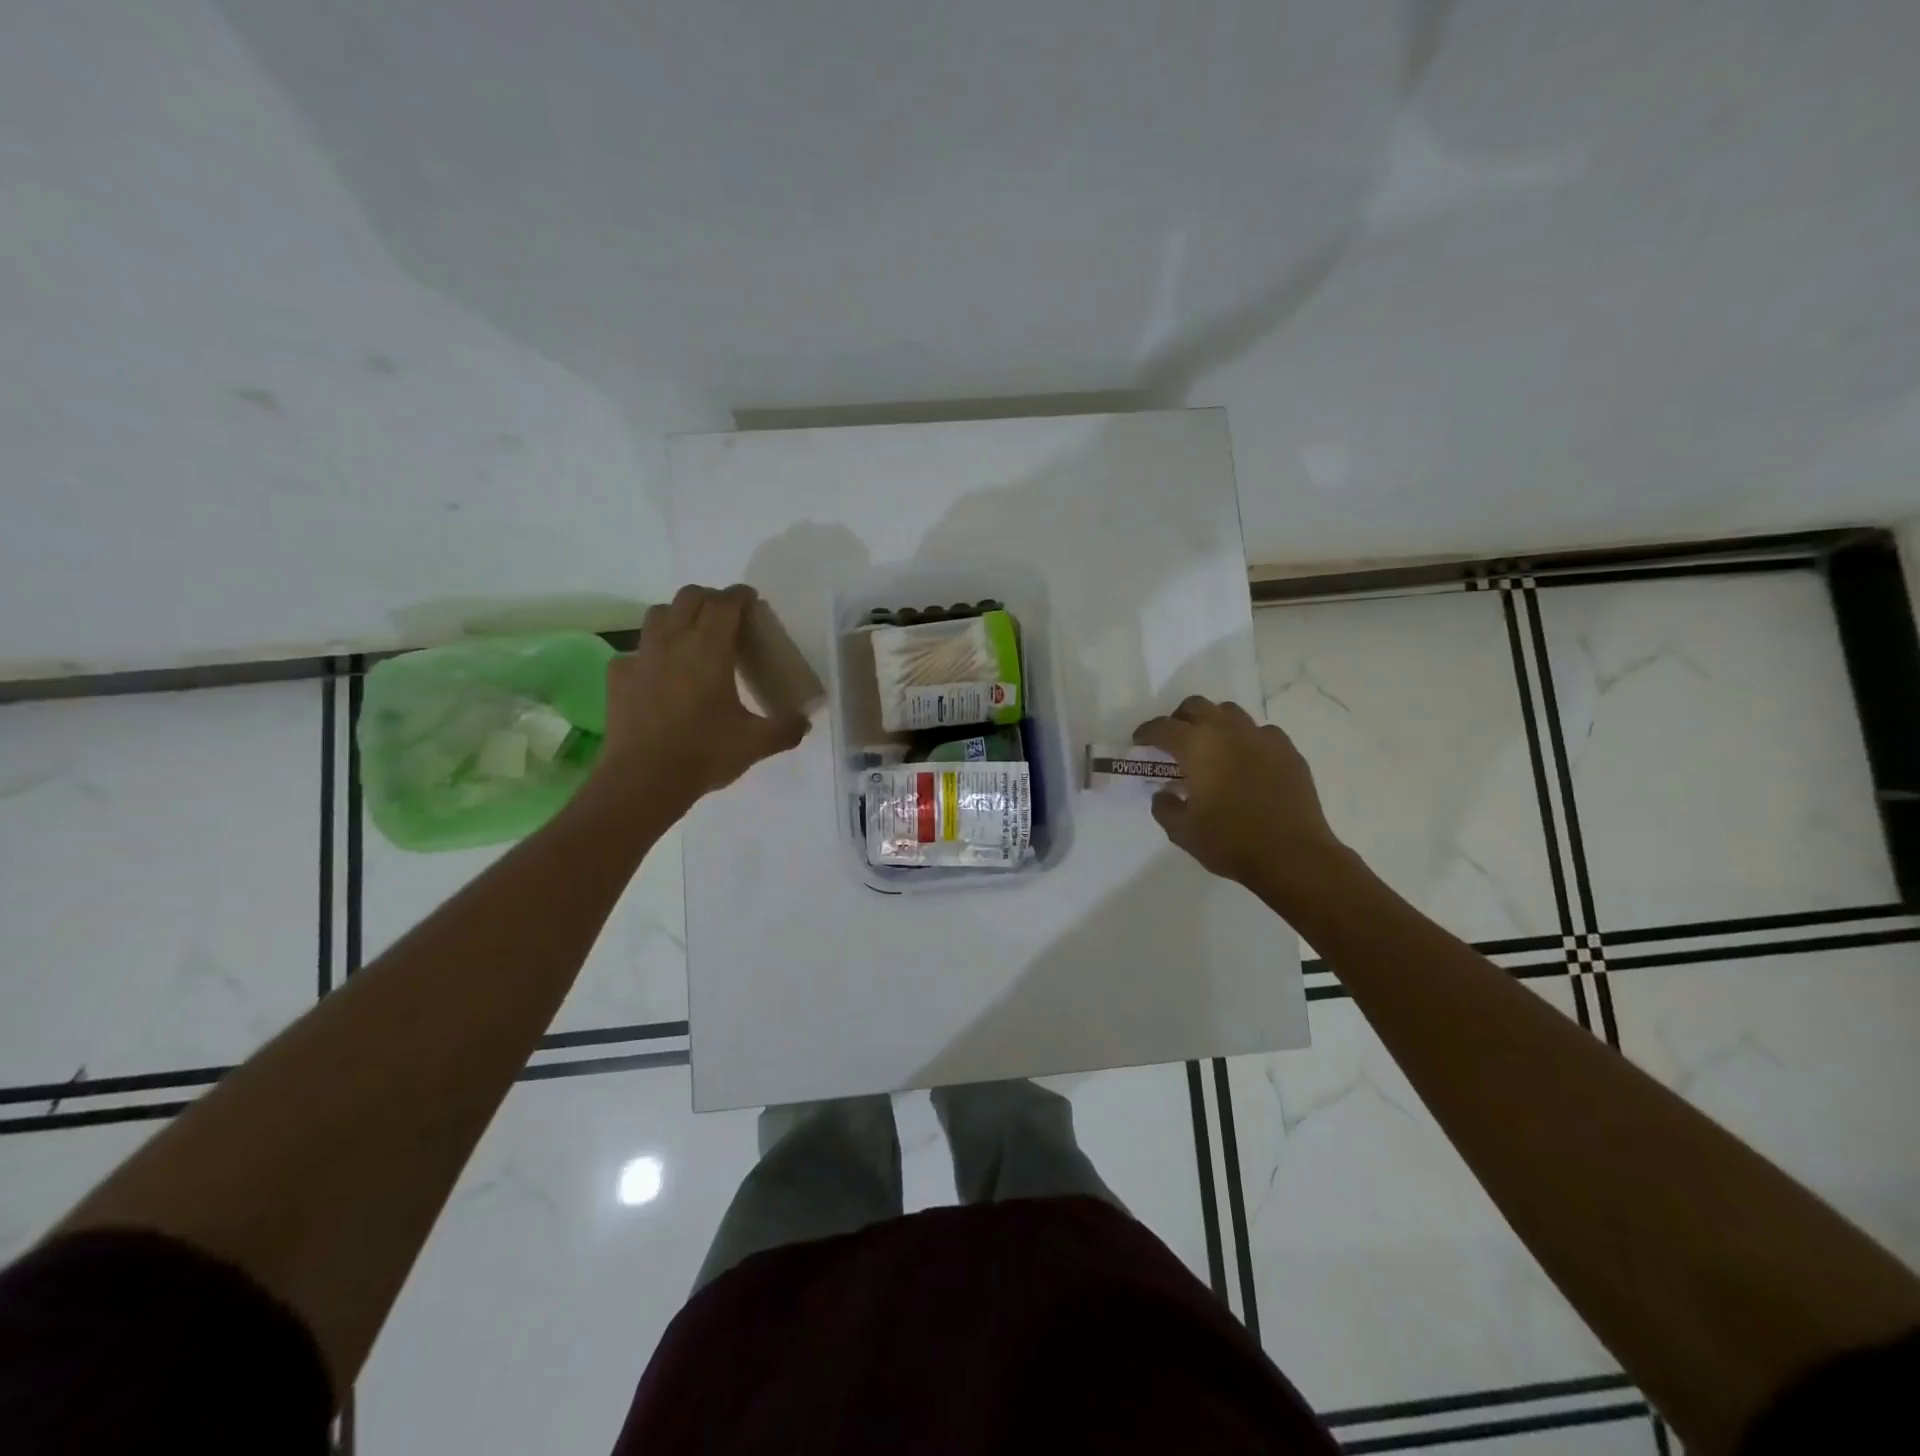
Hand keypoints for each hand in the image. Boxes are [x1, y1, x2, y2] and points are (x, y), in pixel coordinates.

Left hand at [590, 584, 809, 815]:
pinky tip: (661, 675)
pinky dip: (653, 652)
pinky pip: (637, 651)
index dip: (740, 595)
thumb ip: (786, 728)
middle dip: (710, 598)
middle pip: (689, 597)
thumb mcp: (756, 743)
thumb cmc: (704, 753)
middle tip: (727, 616)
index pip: (725, 603)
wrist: (643, 780)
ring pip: (658, 615)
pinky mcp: (619, 676)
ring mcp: (641, 656)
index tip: (751, 599)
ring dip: (678, 615)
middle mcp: (673, 641)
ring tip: (692, 636)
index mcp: (709, 648)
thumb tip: (804, 722)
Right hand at [1132, 696, 1345, 904]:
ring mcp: (1262, 738)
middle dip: (1180, 719)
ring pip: (1230, 713)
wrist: (1293, 856)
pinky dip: (1247, 740)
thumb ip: (1165, 807)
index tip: (1139, 742)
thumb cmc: (1230, 842)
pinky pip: (1261, 733)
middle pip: (1197, 706)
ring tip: (1211, 748)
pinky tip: (1247, 762)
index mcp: (1197, 746)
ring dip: (1214, 723)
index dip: (1146, 732)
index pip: (1163, 727)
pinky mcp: (1288, 751)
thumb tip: (1164, 793)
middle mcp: (1228, 732)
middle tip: (1174, 741)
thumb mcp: (1183, 832)